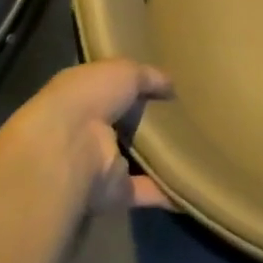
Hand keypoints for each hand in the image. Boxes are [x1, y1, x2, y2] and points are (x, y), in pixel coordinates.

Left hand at [0, 59, 174, 212]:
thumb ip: (148, 76)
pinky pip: (143, 191)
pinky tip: (191, 185)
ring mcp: (97, 163)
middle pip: (123, 125)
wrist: (67, 148)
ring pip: (134, 160)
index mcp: (83, 95)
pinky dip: (166, 192)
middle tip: (187, 116)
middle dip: (150, 122)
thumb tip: (170, 84)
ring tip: (195, 149)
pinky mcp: (111, 192)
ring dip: (159, 158)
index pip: (110, 89)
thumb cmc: (89, 97)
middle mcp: (87, 129)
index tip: (165, 86)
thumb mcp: (124, 71)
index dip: (135, 86)